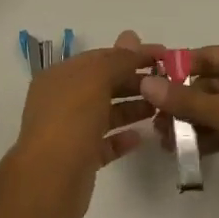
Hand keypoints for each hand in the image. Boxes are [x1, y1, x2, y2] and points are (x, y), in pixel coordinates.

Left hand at [11, 30, 160, 217]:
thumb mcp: (95, 80)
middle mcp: (62, 100)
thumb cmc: (70, 122)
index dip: (132, 54)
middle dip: (134, 81)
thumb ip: (117, 59)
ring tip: (162, 108)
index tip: (165, 55)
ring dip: (132, 108)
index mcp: (60, 76)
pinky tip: (142, 136)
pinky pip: (105, 142)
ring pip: (106, 113)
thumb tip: (131, 36)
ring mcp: (70, 130)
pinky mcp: (80, 158)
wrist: (49, 181)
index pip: (101, 57)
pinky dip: (123, 138)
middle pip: (104, 84)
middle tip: (168, 83)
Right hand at [139, 45, 218, 217]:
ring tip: (165, 140)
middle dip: (184, 102)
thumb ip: (186, 100)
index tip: (150, 82)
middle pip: (213, 83)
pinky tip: (187, 151)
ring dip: (194, 122)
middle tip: (155, 120)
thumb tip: (147, 83)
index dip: (180, 68)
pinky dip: (211, 136)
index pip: (211, 56)